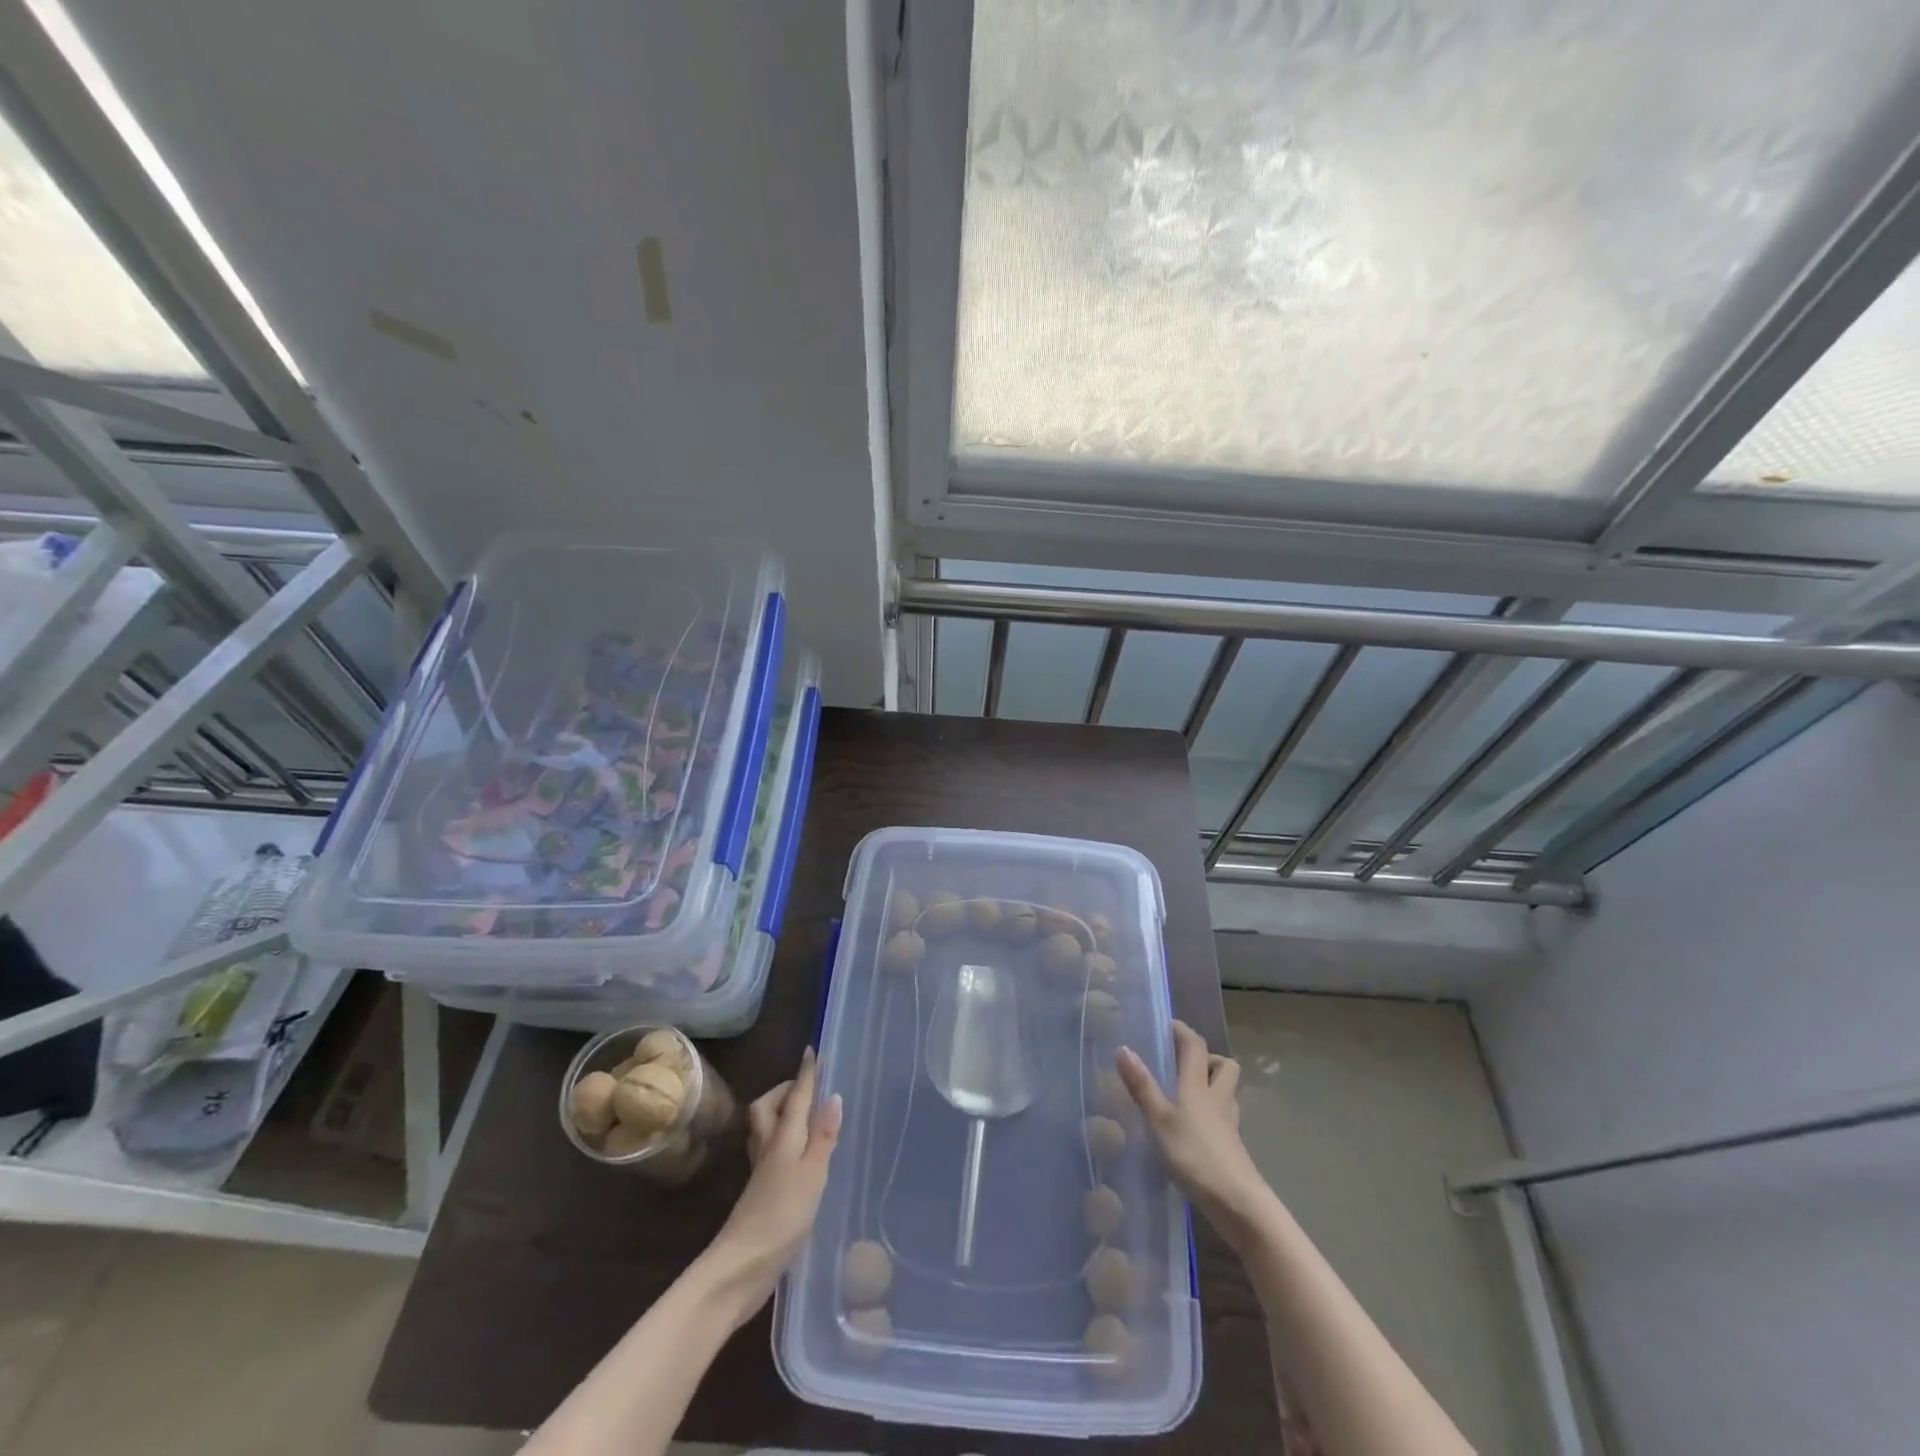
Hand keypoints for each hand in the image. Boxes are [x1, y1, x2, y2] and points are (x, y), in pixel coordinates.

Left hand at [701, 1048, 841, 1323]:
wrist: (740, 1268)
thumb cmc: (781, 1216)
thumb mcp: (812, 1174)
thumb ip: (823, 1137)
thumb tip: (833, 1096)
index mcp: (783, 1138)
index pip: (795, 1097)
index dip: (805, 1074)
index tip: (812, 1051)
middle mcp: (769, 1149)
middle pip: (768, 1108)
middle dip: (784, 1091)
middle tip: (806, 1087)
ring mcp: (762, 1173)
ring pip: (767, 1130)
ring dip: (782, 1115)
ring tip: (806, 1116)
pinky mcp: (761, 1194)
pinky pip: (771, 1153)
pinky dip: (784, 1143)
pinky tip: (799, 1158)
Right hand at [1117, 1021, 1272, 1238]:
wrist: (1238, 1203)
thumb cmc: (1195, 1155)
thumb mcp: (1160, 1120)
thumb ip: (1142, 1086)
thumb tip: (1123, 1048)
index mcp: (1199, 1086)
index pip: (1195, 1045)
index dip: (1182, 1031)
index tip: (1166, 1025)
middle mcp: (1217, 1099)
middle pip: (1223, 1066)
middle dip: (1207, 1058)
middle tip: (1181, 1064)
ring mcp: (1228, 1124)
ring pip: (1226, 1092)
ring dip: (1211, 1085)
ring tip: (1185, 1094)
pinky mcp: (1232, 1147)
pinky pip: (1223, 1118)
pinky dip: (1211, 1115)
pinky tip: (1194, 1128)